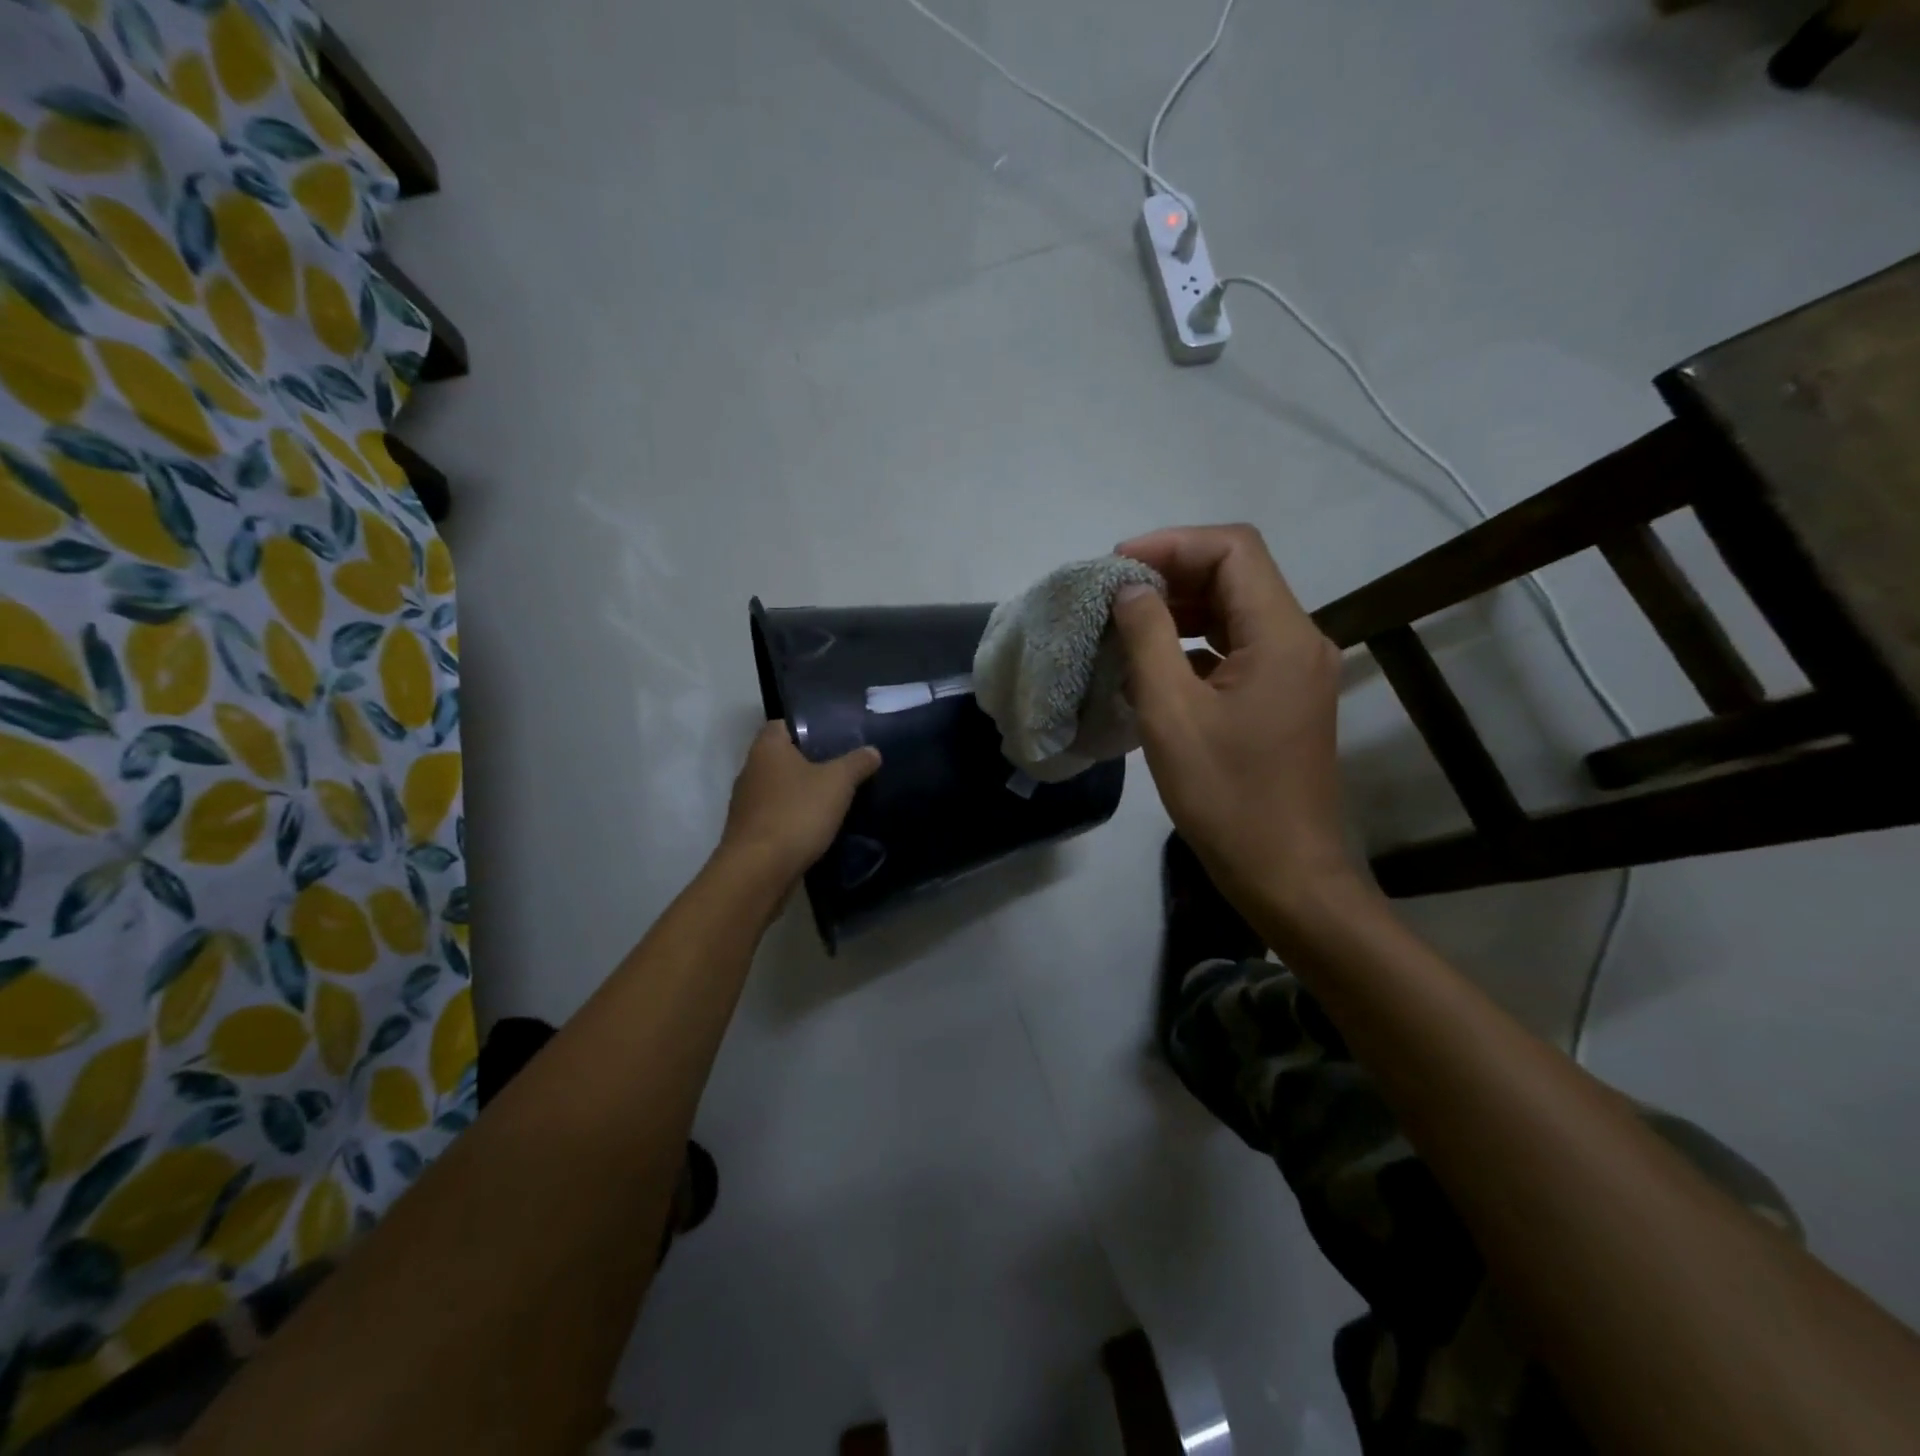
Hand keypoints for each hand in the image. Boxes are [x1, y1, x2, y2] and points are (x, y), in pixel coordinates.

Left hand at [717, 722, 880, 888]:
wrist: (759, 871)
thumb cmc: (796, 813)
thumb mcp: (837, 783)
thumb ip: (857, 763)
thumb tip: (872, 751)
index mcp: (767, 748)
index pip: (783, 724)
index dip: (807, 726)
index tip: (834, 736)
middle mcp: (750, 770)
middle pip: (782, 757)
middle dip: (809, 761)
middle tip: (842, 766)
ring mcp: (746, 804)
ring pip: (779, 788)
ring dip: (801, 793)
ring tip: (834, 798)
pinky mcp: (749, 832)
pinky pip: (776, 816)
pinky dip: (794, 818)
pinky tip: (816, 827)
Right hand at [1113, 524, 1359, 922]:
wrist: (1286, 873)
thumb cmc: (1226, 797)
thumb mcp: (1171, 714)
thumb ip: (1147, 638)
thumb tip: (1128, 588)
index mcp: (1281, 635)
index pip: (1234, 550)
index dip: (1173, 543)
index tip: (1117, 565)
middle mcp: (1299, 640)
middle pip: (1237, 575)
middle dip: (1173, 572)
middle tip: (1113, 593)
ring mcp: (1295, 670)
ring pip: (1236, 611)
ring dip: (1181, 607)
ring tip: (1125, 622)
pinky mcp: (1283, 698)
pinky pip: (1237, 648)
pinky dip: (1194, 642)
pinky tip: (1153, 664)